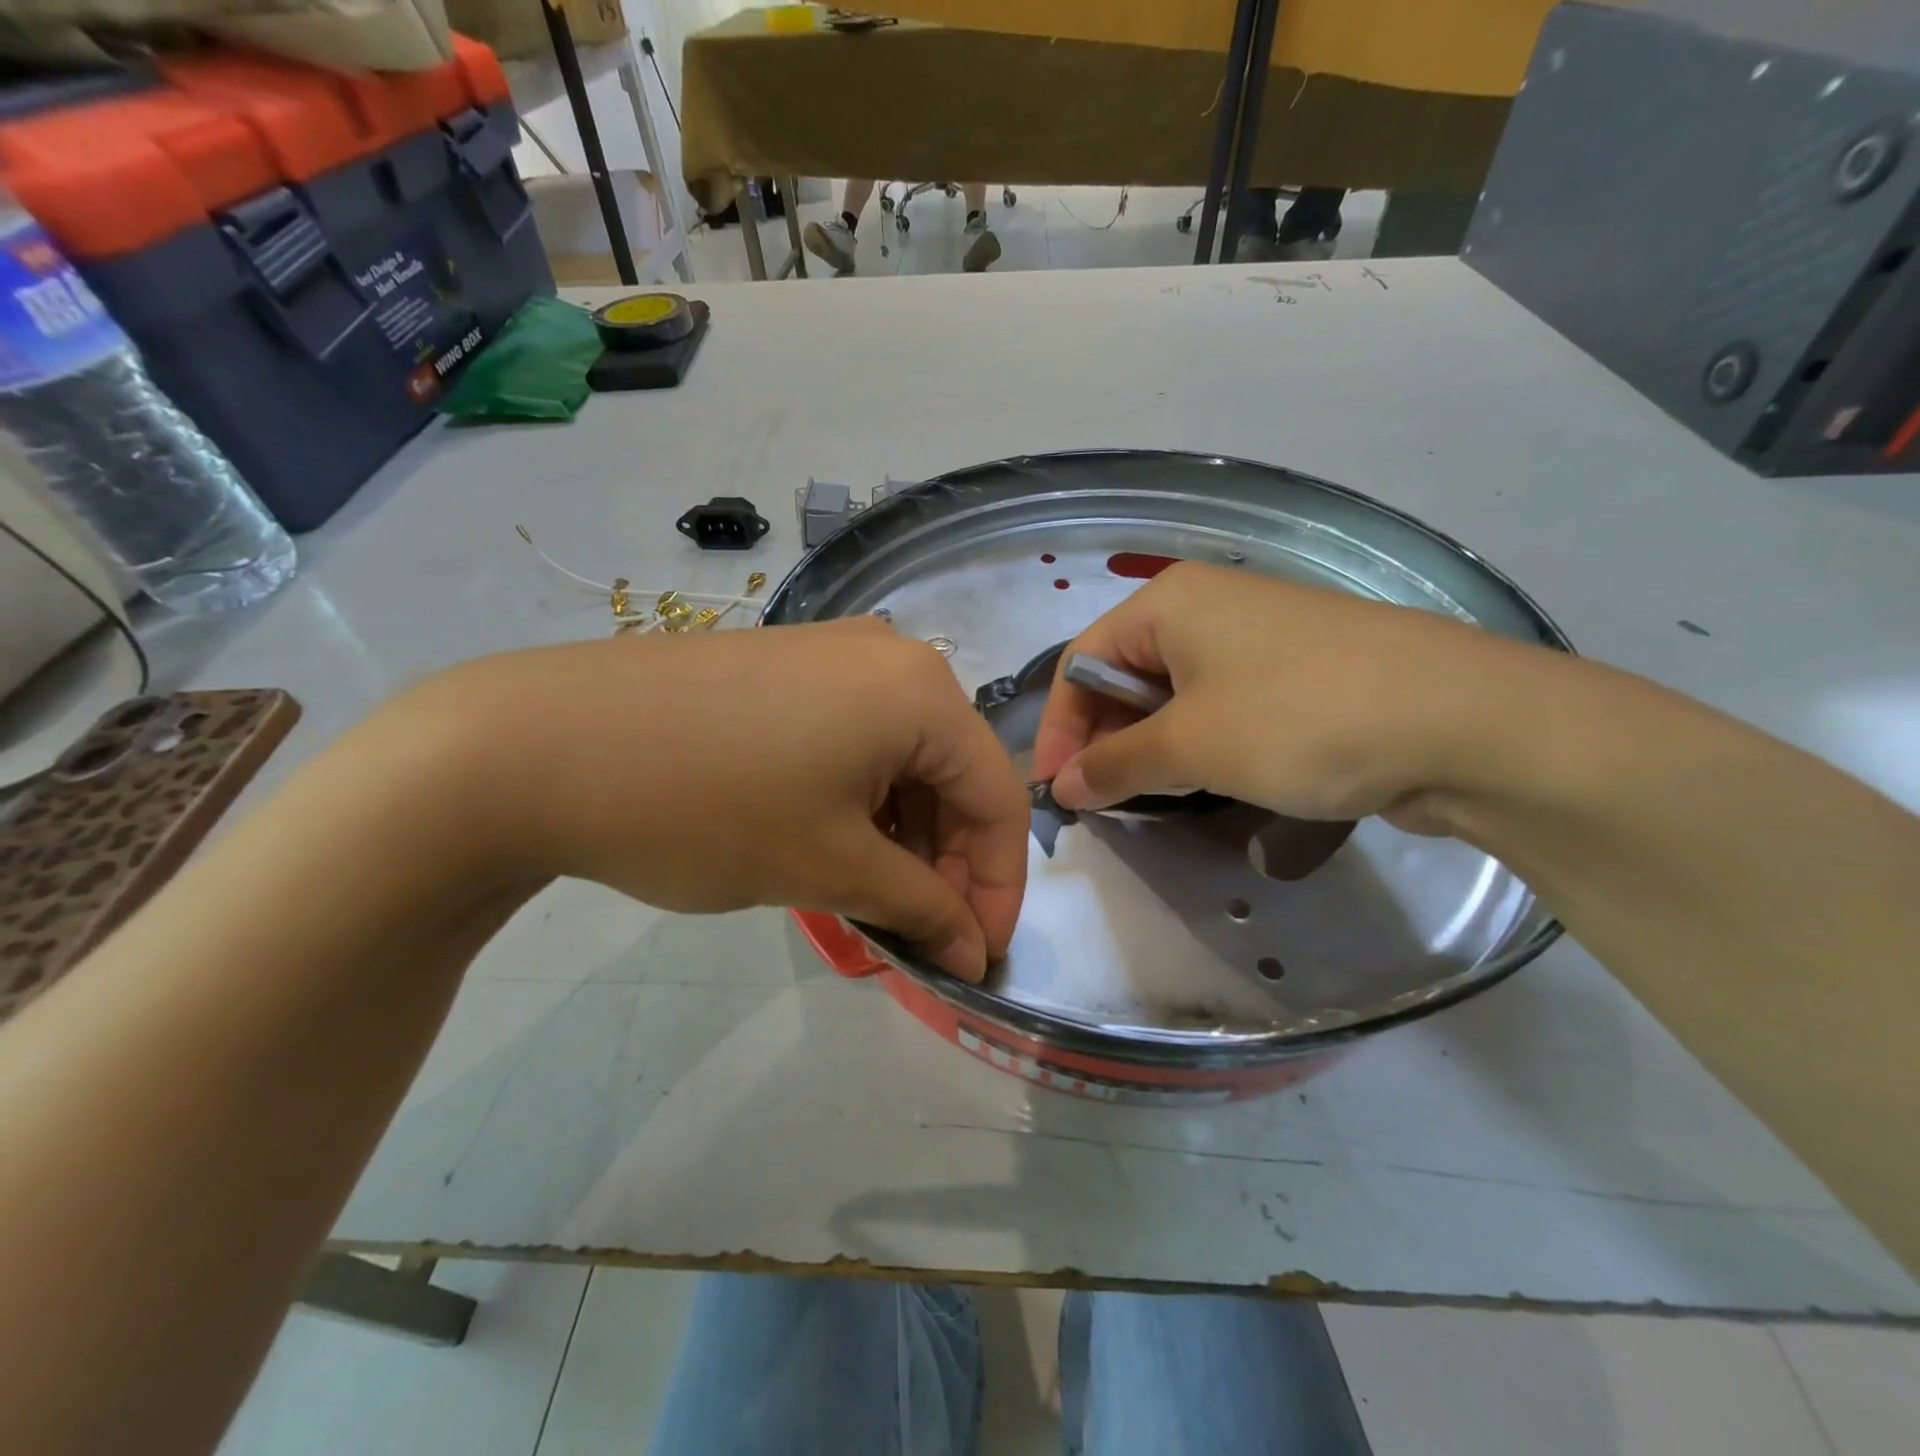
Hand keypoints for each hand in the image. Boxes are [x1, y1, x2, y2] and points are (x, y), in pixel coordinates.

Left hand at [404, 621, 1029, 981]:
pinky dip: (861, 800)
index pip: (999, 798)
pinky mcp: (786, 667)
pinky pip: (855, 739)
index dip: (998, 886)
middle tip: (918, 935)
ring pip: (903, 759)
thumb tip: (973, 949)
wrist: (536, 744)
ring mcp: (834, 655)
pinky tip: (830, 843)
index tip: (975, 955)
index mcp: (922, 692)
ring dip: (902, 836)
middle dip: (946, 863)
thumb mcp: (829, 867)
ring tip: (870, 899)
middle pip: (952, 774)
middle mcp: (891, 657)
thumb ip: (920, 908)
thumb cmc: (706, 807)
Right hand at [1031, 562, 1518, 828]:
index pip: (1081, 663)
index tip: (1057, 793)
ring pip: (1173, 696)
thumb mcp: (1190, 746)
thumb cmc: (1300, 720)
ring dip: (1151, 749)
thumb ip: (1114, 765)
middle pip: (1125, 677)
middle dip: (1105, 742)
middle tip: (1102, 805)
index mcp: (1168, 602)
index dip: (1060, 730)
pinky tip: (1207, 782)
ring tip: (1150, 800)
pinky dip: (1199, 745)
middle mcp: (1207, 608)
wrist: (1465, 722)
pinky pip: (1221, 706)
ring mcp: (1257, 638)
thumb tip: (1063, 787)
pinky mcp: (1296, 672)